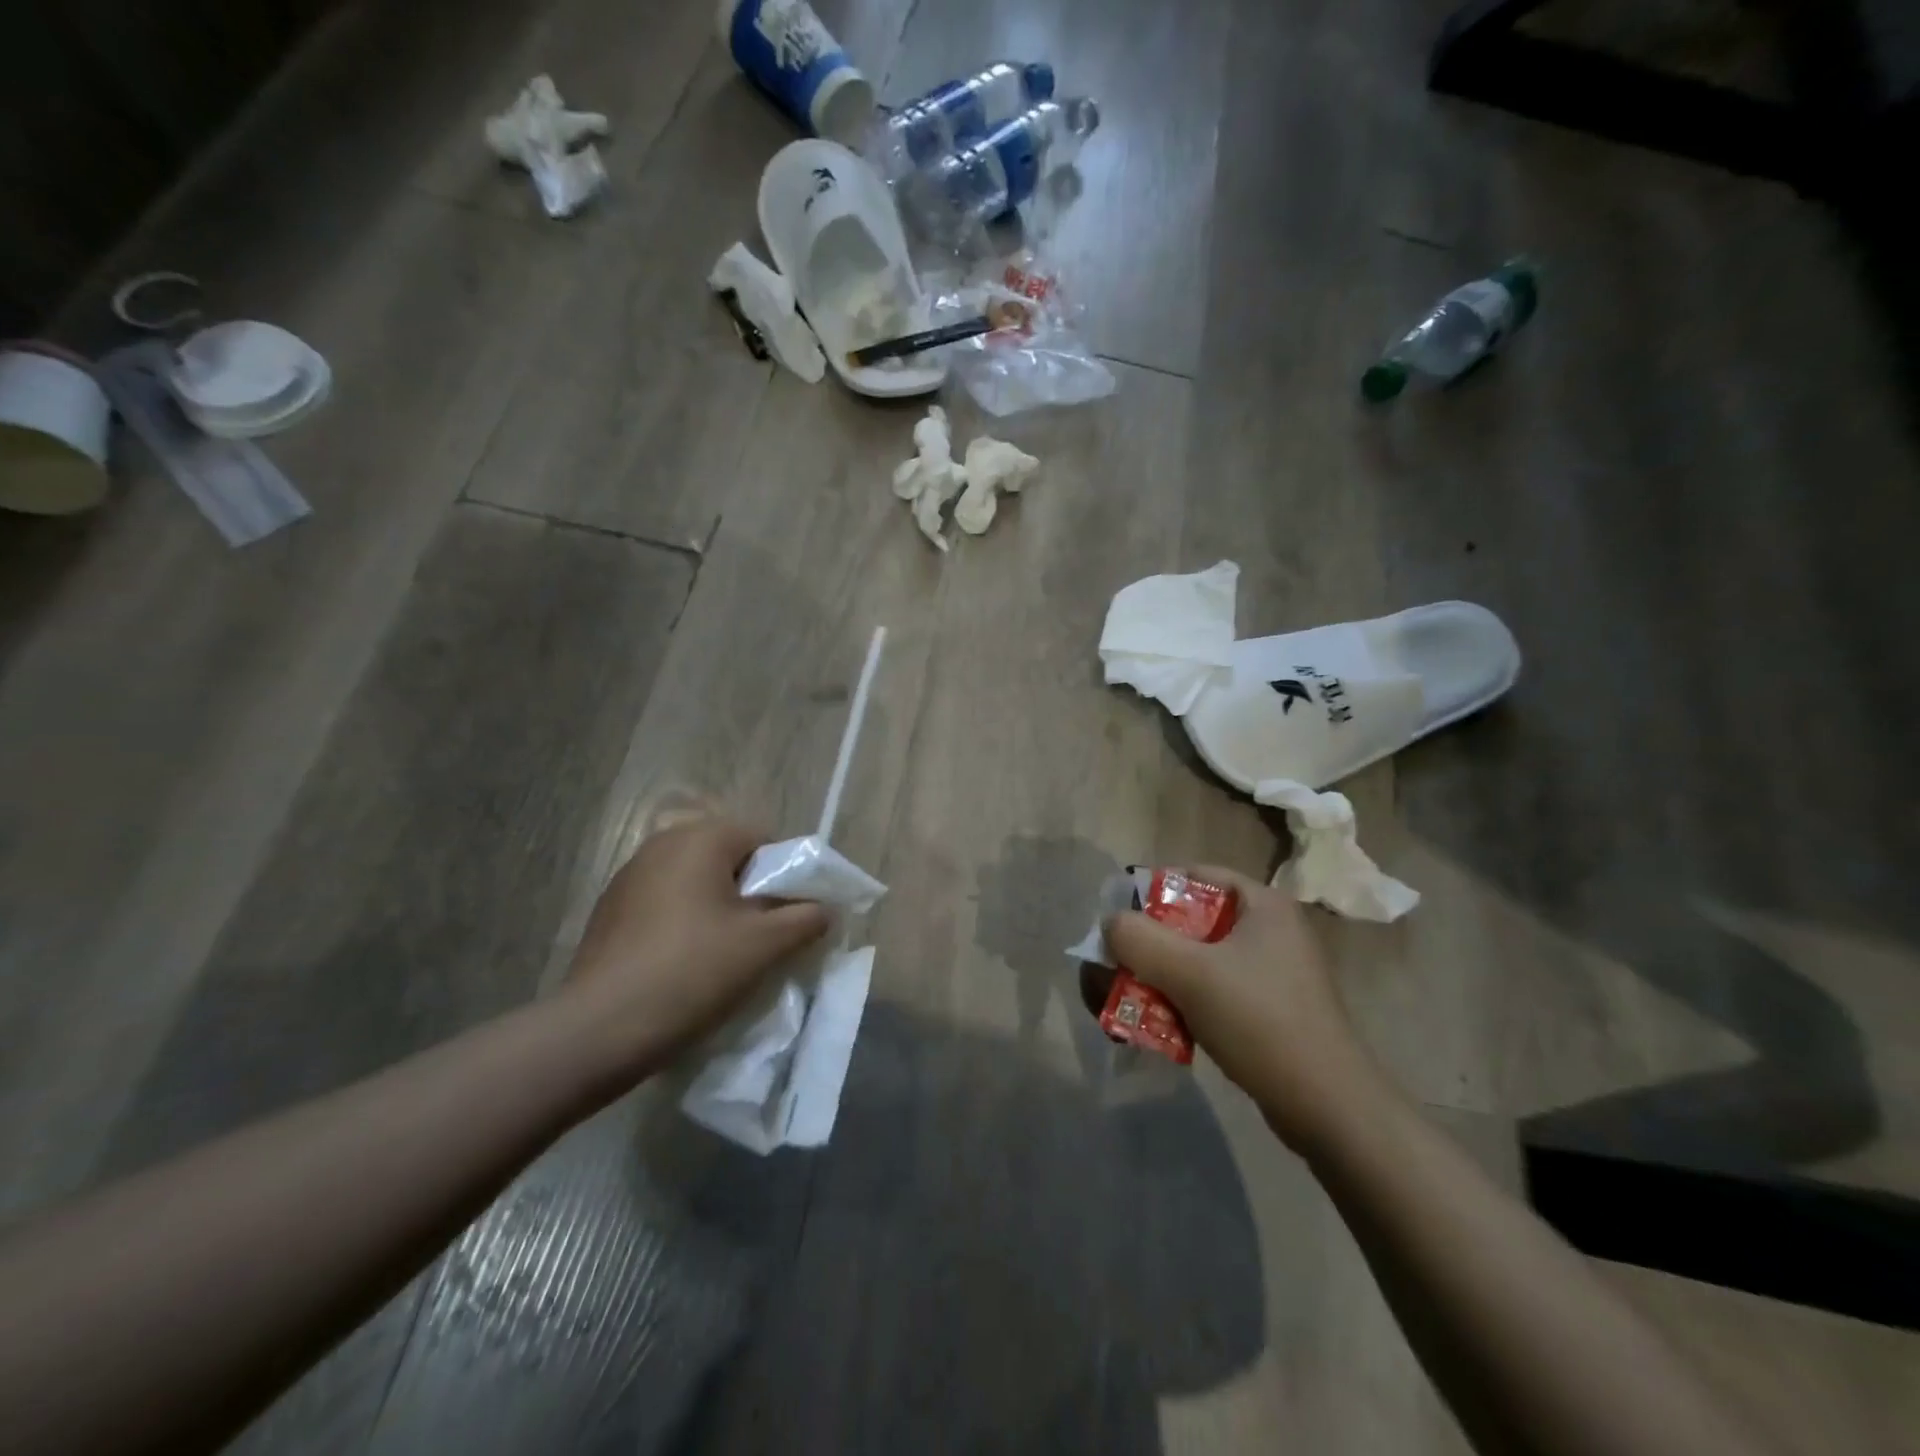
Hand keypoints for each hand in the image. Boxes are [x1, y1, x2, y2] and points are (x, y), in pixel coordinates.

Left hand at [562, 815, 829, 1080]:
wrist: (598, 1030)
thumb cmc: (691, 972)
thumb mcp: (764, 946)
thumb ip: (805, 918)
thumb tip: (823, 908)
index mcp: (701, 838)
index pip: (764, 838)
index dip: (787, 874)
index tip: (792, 915)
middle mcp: (662, 844)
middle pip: (729, 857)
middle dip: (753, 891)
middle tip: (764, 936)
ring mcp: (630, 876)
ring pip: (696, 881)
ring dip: (719, 907)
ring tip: (727, 953)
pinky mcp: (610, 910)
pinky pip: (666, 902)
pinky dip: (686, 922)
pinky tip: (687, 962)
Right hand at [1104, 867, 1384, 1151]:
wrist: (1328, 1109)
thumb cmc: (1261, 1022)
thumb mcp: (1190, 972)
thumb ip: (1139, 938)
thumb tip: (1111, 924)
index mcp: (1261, 904)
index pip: (1194, 875)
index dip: (1150, 892)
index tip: (1120, 923)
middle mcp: (1269, 930)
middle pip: (1189, 921)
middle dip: (1146, 946)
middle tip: (1115, 970)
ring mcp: (1270, 972)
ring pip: (1196, 961)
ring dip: (1157, 979)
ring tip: (1126, 1006)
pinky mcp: (1268, 1010)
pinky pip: (1211, 992)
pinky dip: (1180, 1003)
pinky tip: (1158, 1030)